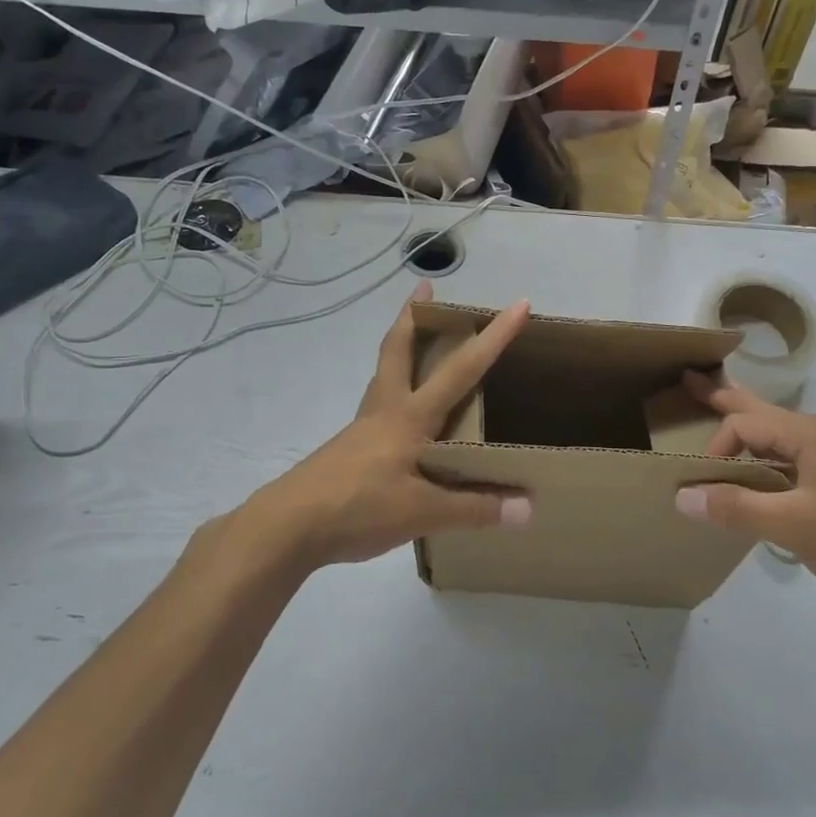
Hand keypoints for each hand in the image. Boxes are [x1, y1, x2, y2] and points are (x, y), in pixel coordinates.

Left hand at [234, 282, 531, 573]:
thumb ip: (474, 508)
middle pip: (398, 349)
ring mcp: (363, 428)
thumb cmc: (357, 507)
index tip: (518, 303)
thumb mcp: (422, 512)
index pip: (461, 369)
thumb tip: (528, 508)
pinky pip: (378, 403)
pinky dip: (393, 388)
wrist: (287, 527)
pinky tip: (402, 413)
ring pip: (384, 372)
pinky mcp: (349, 448)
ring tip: (414, 337)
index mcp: (410, 416)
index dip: (493, 336)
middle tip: (425, 289)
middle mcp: (386, 410)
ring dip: (400, 346)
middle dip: (413, 316)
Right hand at [674, 373, 815, 611]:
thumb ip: (735, 508)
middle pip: (760, 410)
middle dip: (723, 397)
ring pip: (774, 433)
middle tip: (689, 380)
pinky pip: (787, 455)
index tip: (704, 484)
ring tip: (715, 410)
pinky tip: (751, 464)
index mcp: (810, 434)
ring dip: (743, 425)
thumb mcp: (792, 525)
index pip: (744, 424)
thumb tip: (682, 496)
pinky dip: (761, 452)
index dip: (716, 448)